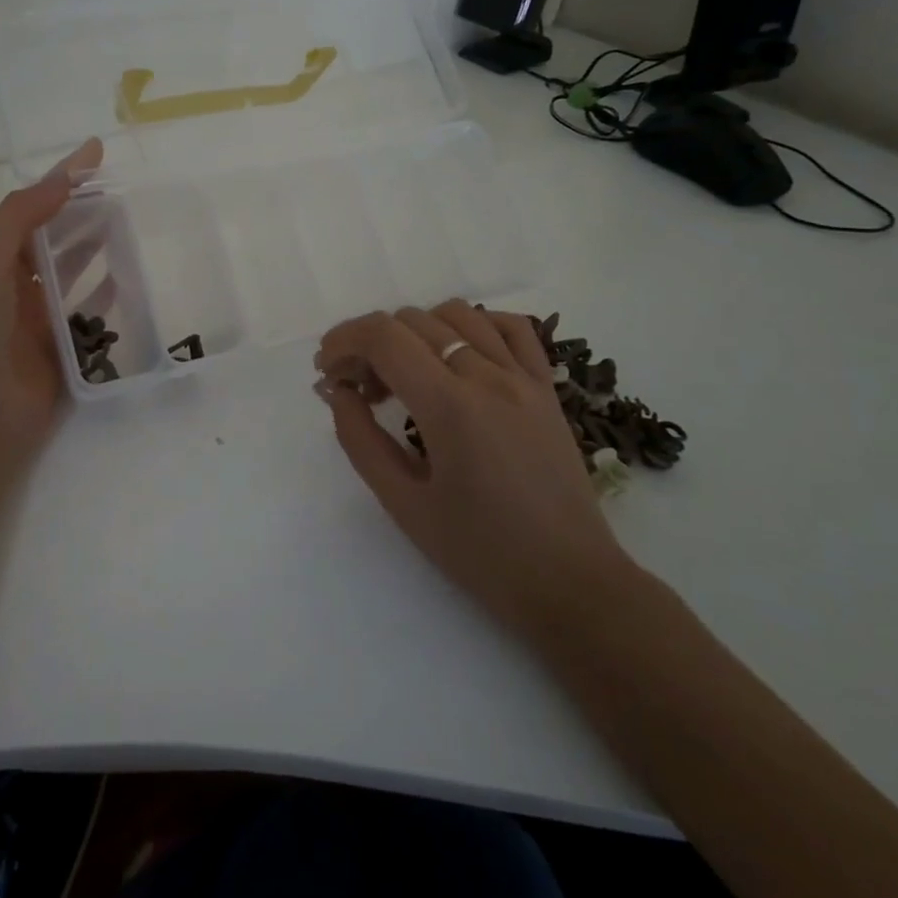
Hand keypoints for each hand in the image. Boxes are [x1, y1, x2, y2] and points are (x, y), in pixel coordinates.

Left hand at [0, 139, 103, 463]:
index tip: (96, 151)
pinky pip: (92, 315)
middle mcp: (17, 286)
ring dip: (98, 247)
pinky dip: (108, 296)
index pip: (32, 207)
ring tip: (131, 224)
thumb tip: (63, 180)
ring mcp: (42, 319)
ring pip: (76, 273)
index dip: (62, 177)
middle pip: (56, 237)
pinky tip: (128, 279)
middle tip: (123, 190)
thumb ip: (19, 217)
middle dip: (84, 210)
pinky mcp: (67, 351)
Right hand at [314, 301, 633, 637]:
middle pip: (413, 321)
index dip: (343, 340)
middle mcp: (488, 377)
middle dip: (370, 344)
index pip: (384, 337)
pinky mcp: (546, 388)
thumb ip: (360, 439)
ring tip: (405, 374)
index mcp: (450, 407)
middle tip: (358, 389)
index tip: (326, 369)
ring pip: (458, 314)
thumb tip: (337, 391)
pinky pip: (510, 327)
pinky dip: (474, 325)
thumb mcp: (403, 503)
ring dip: (415, 332)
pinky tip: (456, 355)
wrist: (570, 584)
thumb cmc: (480, 553)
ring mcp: (524, 378)